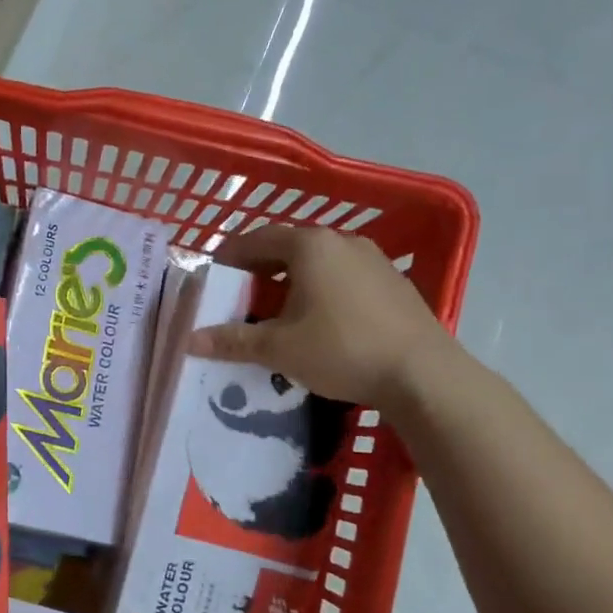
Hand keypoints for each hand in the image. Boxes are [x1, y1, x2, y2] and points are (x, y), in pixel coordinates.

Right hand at [189, 225, 455, 405]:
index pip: (256, 238)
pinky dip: (321, 289)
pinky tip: (318, 320)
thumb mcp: (278, 348)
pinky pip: (344, 277)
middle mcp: (342, 242)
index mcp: (310, 246)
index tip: (212, 274)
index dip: (229, 255)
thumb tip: (188, 340)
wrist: (423, 374)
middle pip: (288, 247)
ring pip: (318, 262)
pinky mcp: (393, 283)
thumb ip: (232, 340)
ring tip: (275, 309)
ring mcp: (373, 260)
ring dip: (291, 280)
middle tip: (238, 295)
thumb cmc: (342, 350)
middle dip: (259, 268)